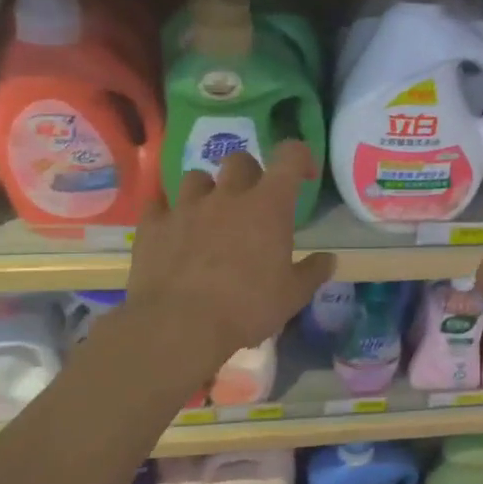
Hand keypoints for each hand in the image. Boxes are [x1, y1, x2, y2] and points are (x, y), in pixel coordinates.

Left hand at [113, 142, 335, 371]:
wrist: (179, 326)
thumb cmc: (247, 307)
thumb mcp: (293, 296)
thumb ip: (313, 272)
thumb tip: (329, 259)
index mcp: (268, 206)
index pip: (290, 157)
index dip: (301, 158)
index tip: (305, 176)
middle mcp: (228, 196)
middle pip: (240, 160)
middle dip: (250, 174)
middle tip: (254, 202)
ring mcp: (186, 207)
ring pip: (196, 177)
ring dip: (207, 190)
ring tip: (210, 214)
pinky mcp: (153, 226)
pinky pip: (157, 203)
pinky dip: (167, 210)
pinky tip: (172, 227)